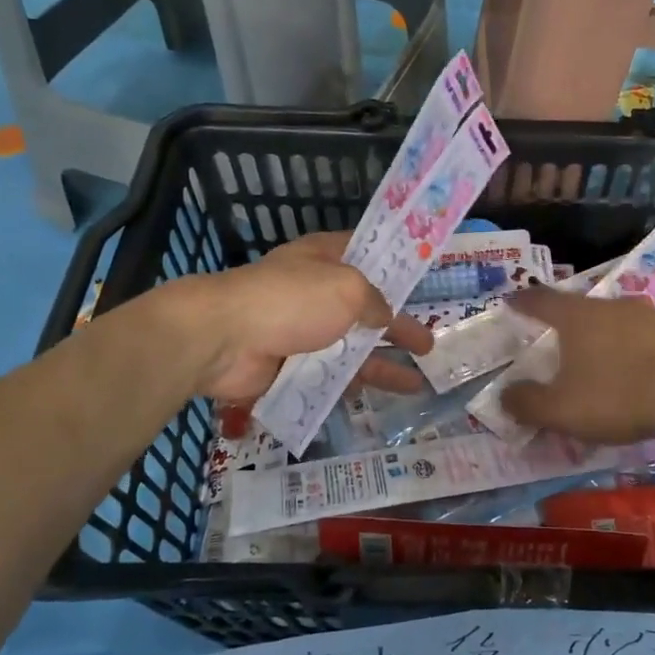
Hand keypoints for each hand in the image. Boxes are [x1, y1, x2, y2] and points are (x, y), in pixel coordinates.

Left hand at [162, 233, 434, 403]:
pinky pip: (331, 377)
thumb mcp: (347, 289)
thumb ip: (375, 302)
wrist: (225, 339)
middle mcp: (317, 292)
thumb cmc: (291, 300)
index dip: (396, 267)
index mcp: (326, 259)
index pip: (368, 255)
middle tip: (429, 345)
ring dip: (383, 365)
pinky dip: (353, 385)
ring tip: (417, 385)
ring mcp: (303, 331)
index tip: (424, 280)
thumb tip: (384, 317)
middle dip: (398, 328)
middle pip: (367, 310)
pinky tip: (376, 398)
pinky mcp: (291, 366)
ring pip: (352, 349)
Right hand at [499, 287, 654, 444]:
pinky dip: (639, 350)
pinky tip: (642, 371)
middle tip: (560, 341)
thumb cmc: (617, 398)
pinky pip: (649, 337)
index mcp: (577, 317)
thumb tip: (505, 395)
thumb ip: (527, 402)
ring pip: (618, 321)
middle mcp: (613, 305)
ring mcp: (651, 315)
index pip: (541, 300)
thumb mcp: (561, 410)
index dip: (523, 302)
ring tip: (603, 358)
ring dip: (607, 336)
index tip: (511, 301)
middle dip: (568, 323)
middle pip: (582, 308)